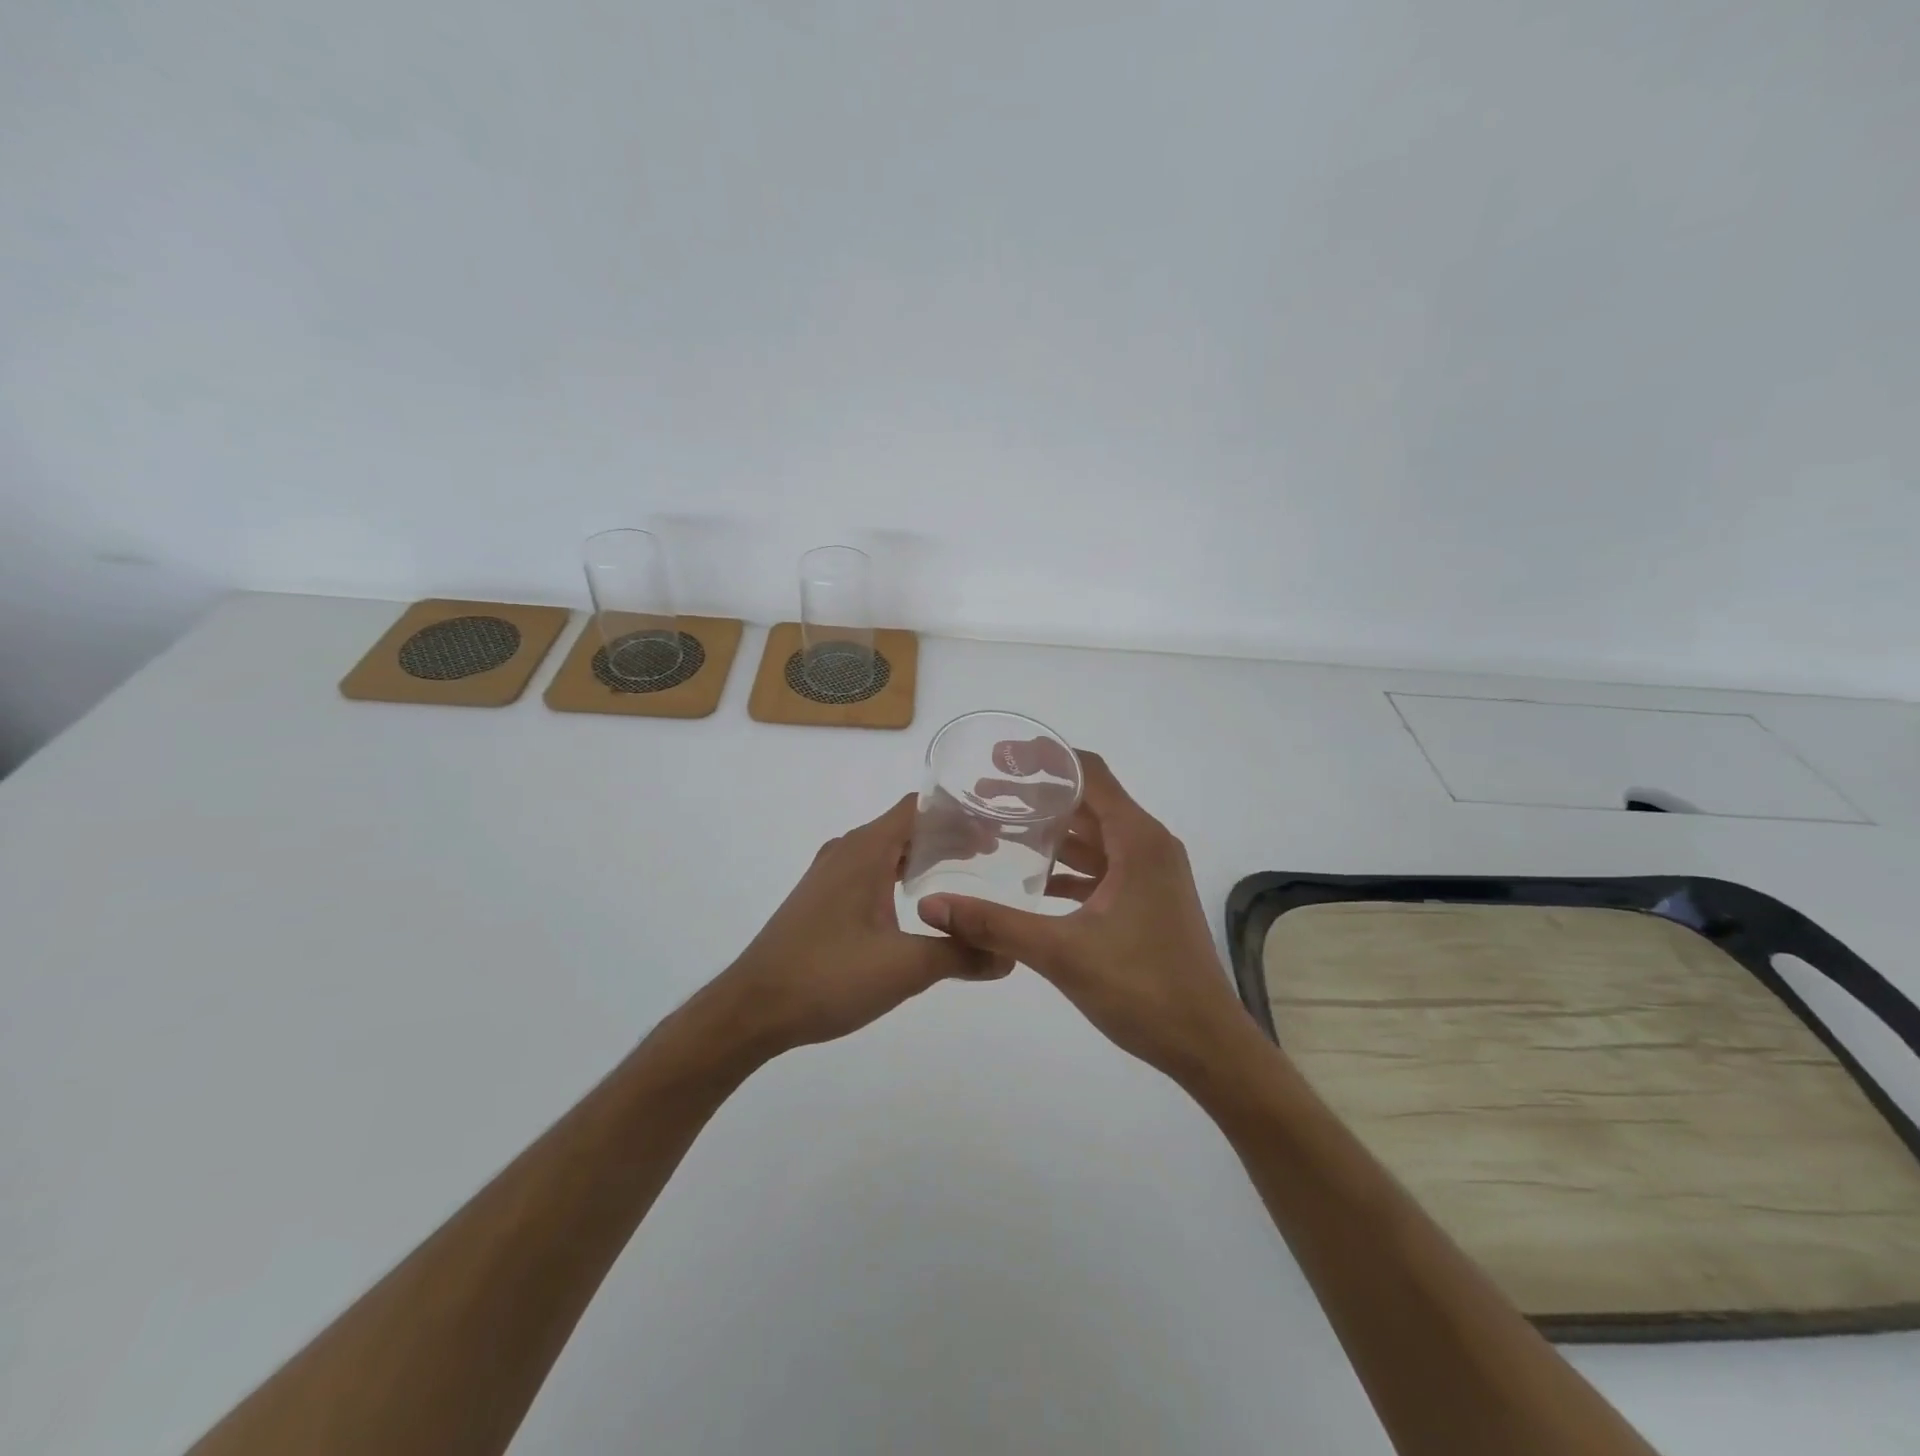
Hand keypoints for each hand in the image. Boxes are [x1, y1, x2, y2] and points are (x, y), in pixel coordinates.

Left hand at [707, 794, 1012, 1058]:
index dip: (959, 813)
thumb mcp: (904, 968)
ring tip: (964, 877)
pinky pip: (869, 871)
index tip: (996, 828)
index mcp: (865, 849)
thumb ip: (961, 954)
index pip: (918, 807)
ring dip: (923, 858)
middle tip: (994, 857)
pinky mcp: (819, 899)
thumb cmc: (828, 977)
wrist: (752, 1009)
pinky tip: (917, 906)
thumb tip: (1008, 954)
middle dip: (948, 837)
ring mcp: (828, 874)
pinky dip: (899, 876)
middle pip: (905, 826)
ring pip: (886, 850)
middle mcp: (846, 850)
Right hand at [916, 749, 1263, 1085]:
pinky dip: (1067, 865)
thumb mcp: (1062, 953)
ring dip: (1050, 831)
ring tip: (995, 829)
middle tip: (982, 794)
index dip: (1044, 758)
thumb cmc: (1144, 990)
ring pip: (1093, 836)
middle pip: (1088, 801)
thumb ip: (994, 925)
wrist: (1206, 1045)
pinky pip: (1101, 867)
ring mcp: (1149, 874)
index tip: (998, 756)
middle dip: (1036, 794)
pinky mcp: (1146, 900)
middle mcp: (1147, 846)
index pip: (1089, 774)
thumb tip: (931, 906)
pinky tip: (1029, 876)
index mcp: (1137, 841)